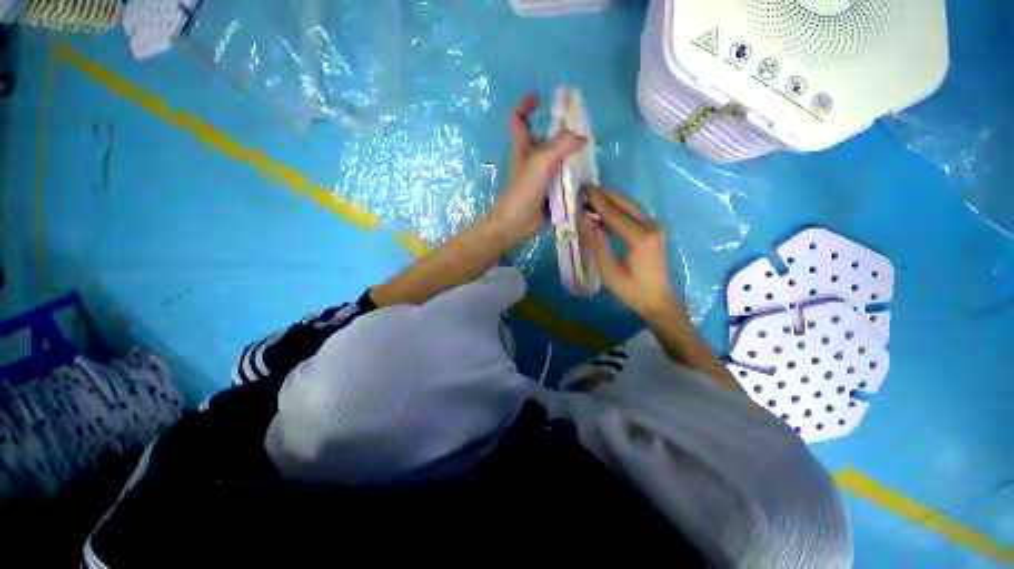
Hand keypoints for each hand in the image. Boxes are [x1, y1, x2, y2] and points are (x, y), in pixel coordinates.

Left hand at [488, 95, 586, 246]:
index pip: (518, 119)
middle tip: (581, 135)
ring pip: (558, 160)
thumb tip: (583, 138)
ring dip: (571, 158)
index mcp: (523, 146)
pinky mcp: (549, 191)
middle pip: (546, 139)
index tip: (540, 99)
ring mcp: (541, 176)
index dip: (526, 105)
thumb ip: (562, 145)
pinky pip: (563, 179)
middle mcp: (532, 158)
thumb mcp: (541, 161)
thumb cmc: (524, 189)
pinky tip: (586, 178)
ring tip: (588, 157)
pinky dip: (572, 177)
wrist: (518, 222)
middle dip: (562, 134)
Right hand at [580, 188, 684, 319]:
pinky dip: (619, 209)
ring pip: (631, 206)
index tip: (583, 190)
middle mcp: (652, 227)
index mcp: (641, 238)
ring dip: (612, 200)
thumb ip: (597, 244)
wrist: (658, 299)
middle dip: (606, 195)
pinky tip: (605, 210)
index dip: (598, 202)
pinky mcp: (654, 230)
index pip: (615, 214)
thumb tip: (585, 220)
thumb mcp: (608, 271)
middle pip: (626, 204)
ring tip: (592, 197)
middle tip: (586, 189)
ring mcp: (656, 227)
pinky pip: (634, 214)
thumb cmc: (631, 290)